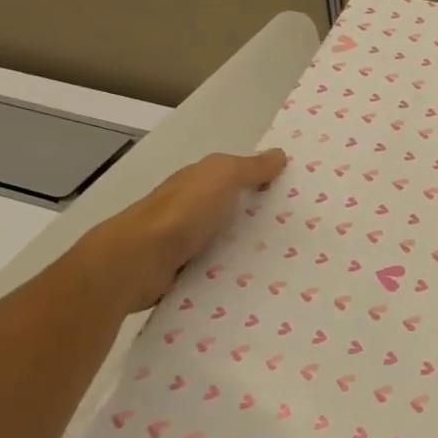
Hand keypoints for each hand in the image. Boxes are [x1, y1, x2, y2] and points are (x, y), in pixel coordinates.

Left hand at [74, 149, 286, 311]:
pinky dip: (232, 274)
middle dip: (260, 218)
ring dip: (248, 249)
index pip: (234, 177)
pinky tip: (256, 282)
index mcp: (198, 182)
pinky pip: (216, 270)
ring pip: (226, 242)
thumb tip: (279, 155)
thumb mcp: (223, 176)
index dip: (261, 180)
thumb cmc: (183, 211)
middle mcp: (190, 210)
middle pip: (232, 211)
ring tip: (287, 261)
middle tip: (299, 230)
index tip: (295, 192)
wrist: (138, 261)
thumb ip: (250, 167)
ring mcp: (184, 243)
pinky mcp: (182, 274)